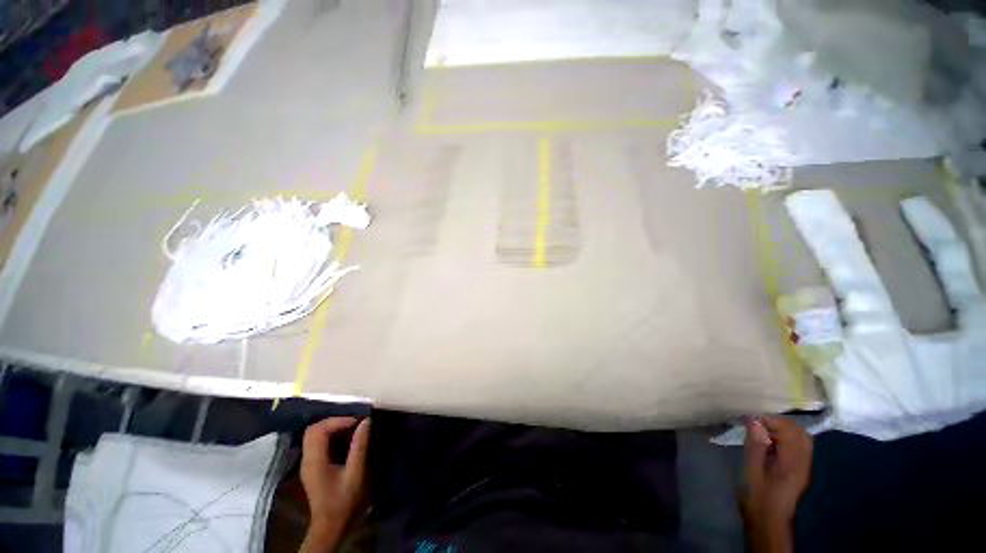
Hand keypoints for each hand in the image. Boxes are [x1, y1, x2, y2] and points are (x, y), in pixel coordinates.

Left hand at [300, 417, 369, 552]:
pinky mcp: (313, 465)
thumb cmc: (344, 500)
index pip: (318, 431)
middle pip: (313, 430)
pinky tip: (346, 438)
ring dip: (334, 427)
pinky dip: (332, 435)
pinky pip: (319, 442)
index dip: (337, 421)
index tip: (357, 421)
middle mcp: (307, 459)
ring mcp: (308, 462)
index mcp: (315, 461)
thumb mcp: (356, 473)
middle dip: (335, 421)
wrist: (331, 525)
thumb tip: (366, 421)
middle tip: (355, 422)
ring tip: (353, 427)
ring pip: (315, 434)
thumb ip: (360, 446)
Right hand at [741, 416, 812, 552]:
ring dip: (783, 430)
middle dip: (779, 423)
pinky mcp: (800, 470)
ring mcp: (804, 467)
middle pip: (800, 433)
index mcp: (793, 463)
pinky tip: (770, 444)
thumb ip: (755, 444)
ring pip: (801, 439)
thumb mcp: (752, 469)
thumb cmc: (757, 495)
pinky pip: (799, 447)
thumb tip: (754, 420)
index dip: (772, 421)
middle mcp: (804, 463)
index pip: (791, 431)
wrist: (769, 520)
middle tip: (758, 425)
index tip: (752, 421)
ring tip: (762, 433)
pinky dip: (786, 439)